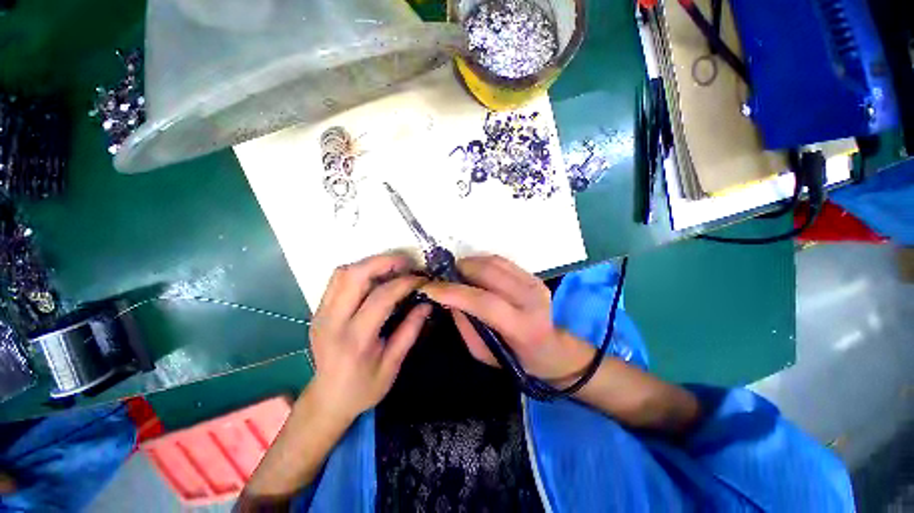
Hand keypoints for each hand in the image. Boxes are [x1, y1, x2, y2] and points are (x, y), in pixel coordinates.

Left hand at [308, 254, 430, 420]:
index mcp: (355, 340)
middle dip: (383, 262)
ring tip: (393, 267)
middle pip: (354, 275)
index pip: (381, 298)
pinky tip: (375, 277)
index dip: (405, 283)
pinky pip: (338, 280)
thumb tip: (427, 304)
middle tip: (406, 263)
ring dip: (370, 264)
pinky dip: (359, 272)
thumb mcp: (393, 365)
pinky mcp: (318, 310)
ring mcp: (320, 314)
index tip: (422, 279)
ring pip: (342, 273)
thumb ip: (410, 331)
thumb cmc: (363, 388)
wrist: (327, 400)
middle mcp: (332, 321)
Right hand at [421, 255, 591, 384]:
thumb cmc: (514, 358)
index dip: (453, 292)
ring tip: (455, 274)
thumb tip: (448, 298)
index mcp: (521, 326)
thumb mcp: (482, 353)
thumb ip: (464, 323)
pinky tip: (472, 271)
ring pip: (493, 262)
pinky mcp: (533, 275)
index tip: (428, 287)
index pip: (483, 302)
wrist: (551, 348)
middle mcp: (531, 299)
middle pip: (488, 273)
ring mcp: (534, 283)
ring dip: (468, 264)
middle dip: (458, 271)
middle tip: (441, 278)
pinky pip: (500, 261)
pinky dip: (481, 262)